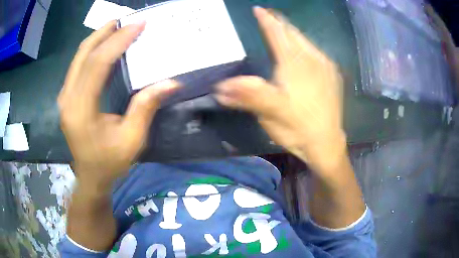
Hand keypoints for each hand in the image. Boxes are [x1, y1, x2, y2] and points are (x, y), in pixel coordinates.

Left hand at [58, 21, 178, 186]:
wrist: (90, 177)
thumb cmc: (110, 163)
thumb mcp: (132, 140)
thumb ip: (146, 107)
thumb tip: (171, 82)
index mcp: (81, 110)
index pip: (98, 64)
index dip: (118, 41)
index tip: (138, 26)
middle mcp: (68, 99)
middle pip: (83, 54)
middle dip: (105, 32)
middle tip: (125, 20)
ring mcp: (64, 97)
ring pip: (78, 57)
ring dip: (97, 39)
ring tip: (116, 27)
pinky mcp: (67, 97)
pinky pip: (77, 66)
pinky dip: (91, 51)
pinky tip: (103, 46)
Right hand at [216, 7, 345, 172]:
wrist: (327, 143)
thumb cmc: (298, 128)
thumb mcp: (271, 112)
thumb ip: (248, 95)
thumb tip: (219, 87)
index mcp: (296, 63)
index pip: (278, 34)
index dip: (267, 20)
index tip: (258, 9)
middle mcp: (313, 59)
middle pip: (294, 34)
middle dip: (280, 23)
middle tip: (268, 15)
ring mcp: (325, 67)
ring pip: (306, 42)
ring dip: (292, 33)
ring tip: (281, 29)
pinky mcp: (332, 76)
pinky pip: (316, 52)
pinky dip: (304, 46)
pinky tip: (302, 49)